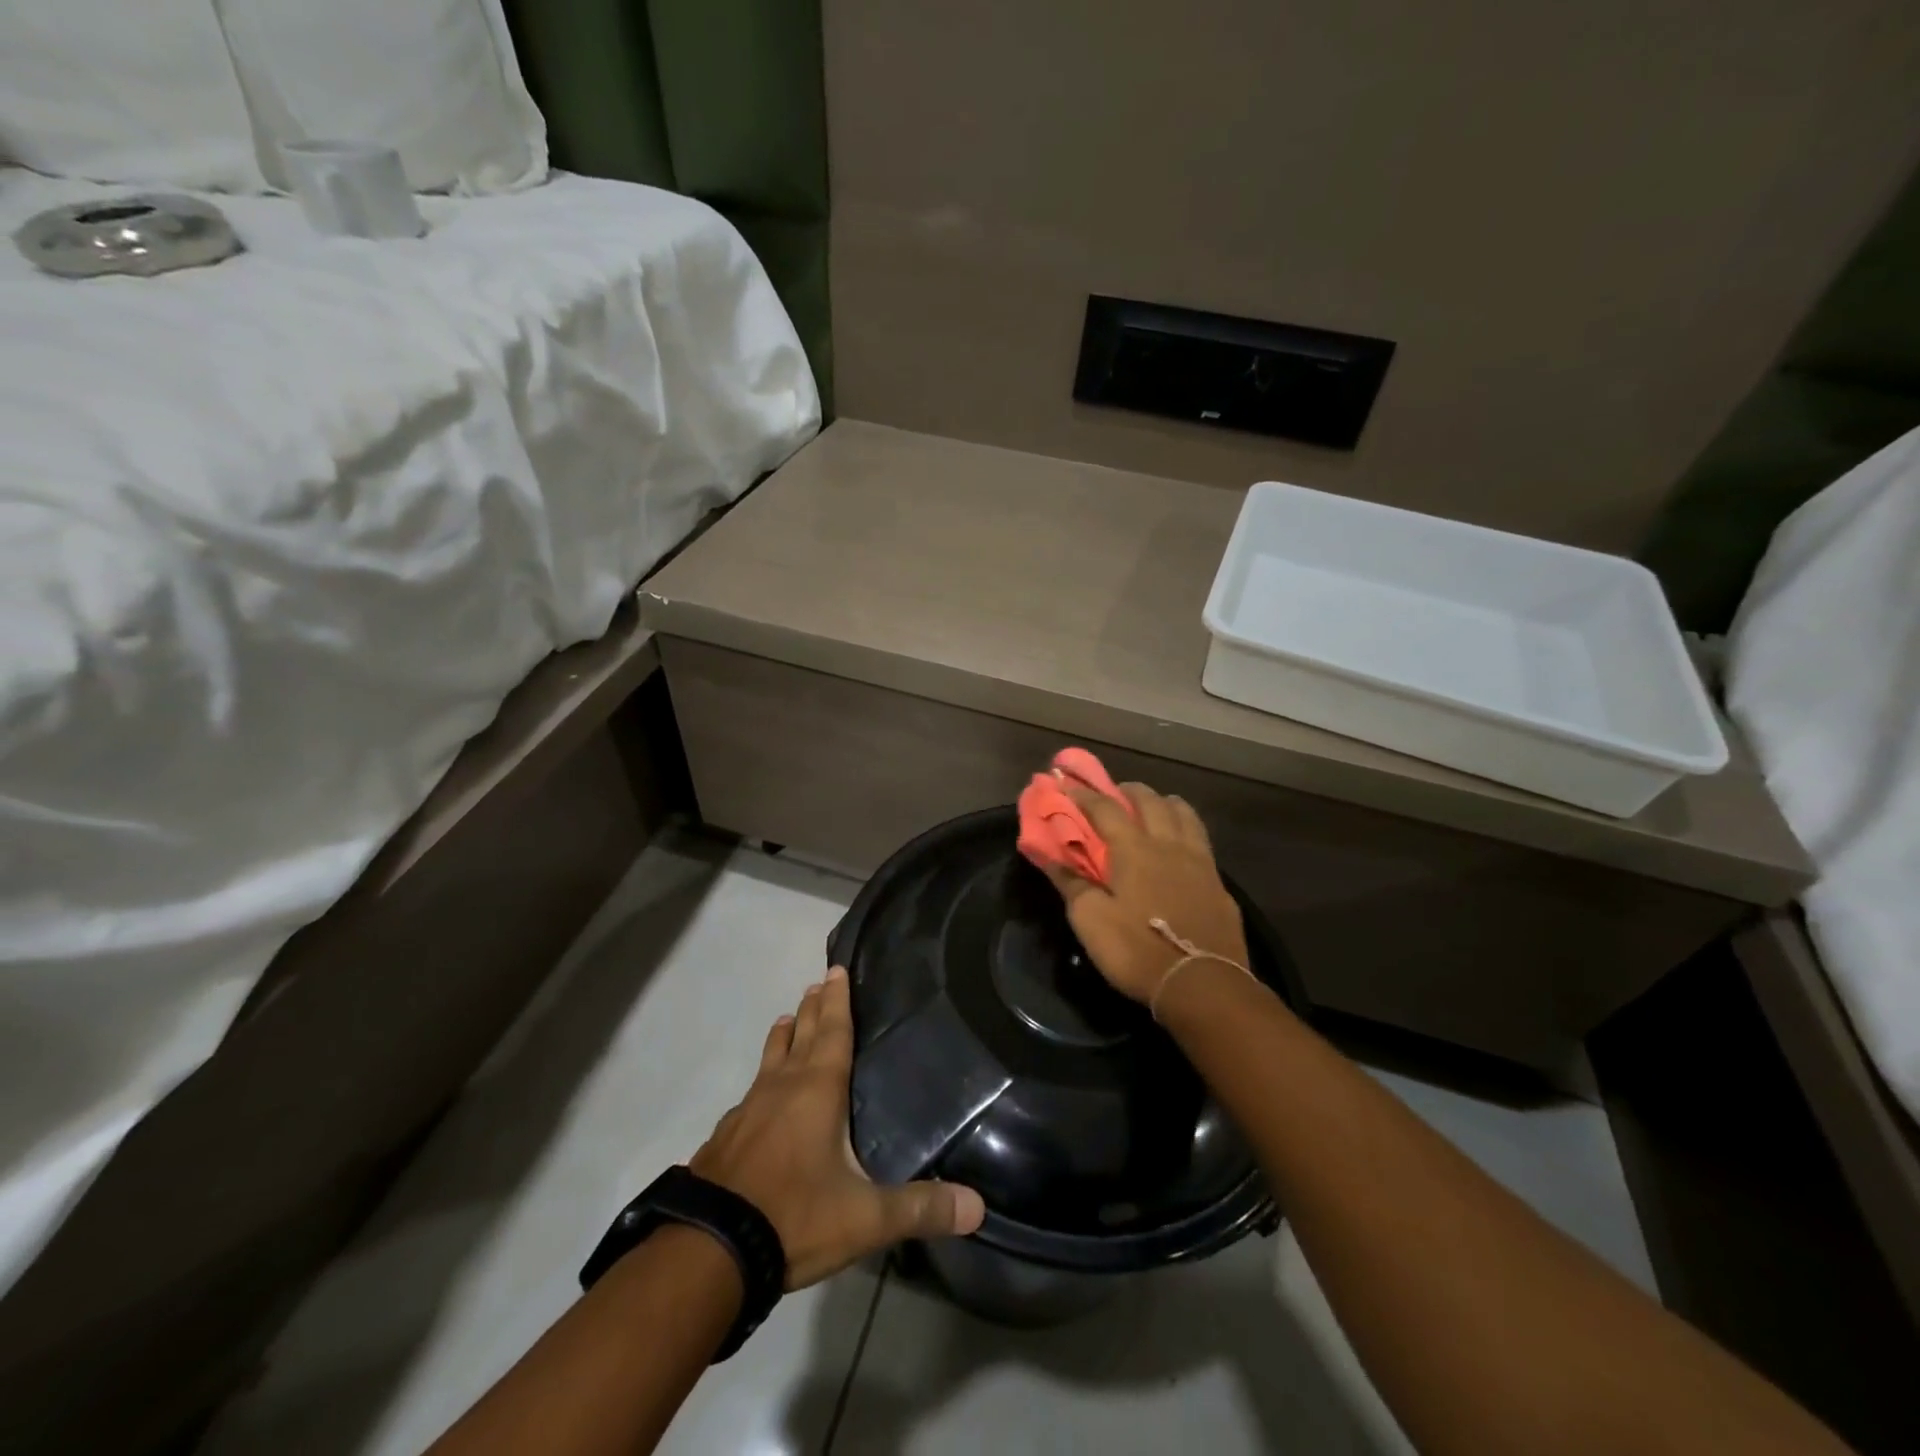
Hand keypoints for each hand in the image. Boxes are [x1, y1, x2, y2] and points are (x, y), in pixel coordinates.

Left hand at [691, 966, 986, 1288]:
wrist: (708, 1250)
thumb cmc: (794, 1216)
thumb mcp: (865, 1218)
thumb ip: (920, 1208)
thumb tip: (978, 1206)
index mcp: (817, 1090)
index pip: (832, 1031)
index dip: (838, 1000)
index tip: (836, 968)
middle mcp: (781, 1087)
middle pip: (800, 1035)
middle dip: (812, 1008)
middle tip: (817, 983)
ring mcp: (747, 1110)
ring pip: (770, 1059)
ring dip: (783, 1037)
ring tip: (787, 1018)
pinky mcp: (725, 1136)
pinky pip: (750, 1093)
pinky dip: (762, 1080)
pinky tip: (757, 1096)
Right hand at [1041, 781, 1248, 1004]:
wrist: (1202, 984)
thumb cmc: (1136, 950)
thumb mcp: (1090, 920)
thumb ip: (1070, 882)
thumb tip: (1046, 854)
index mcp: (1134, 849)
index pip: (1105, 808)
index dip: (1084, 794)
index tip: (1066, 782)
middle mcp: (1168, 845)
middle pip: (1150, 801)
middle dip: (1128, 790)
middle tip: (1114, 792)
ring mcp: (1200, 862)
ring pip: (1184, 814)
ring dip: (1164, 803)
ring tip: (1154, 807)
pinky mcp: (1219, 884)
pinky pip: (1202, 842)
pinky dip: (1187, 831)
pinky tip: (1182, 847)